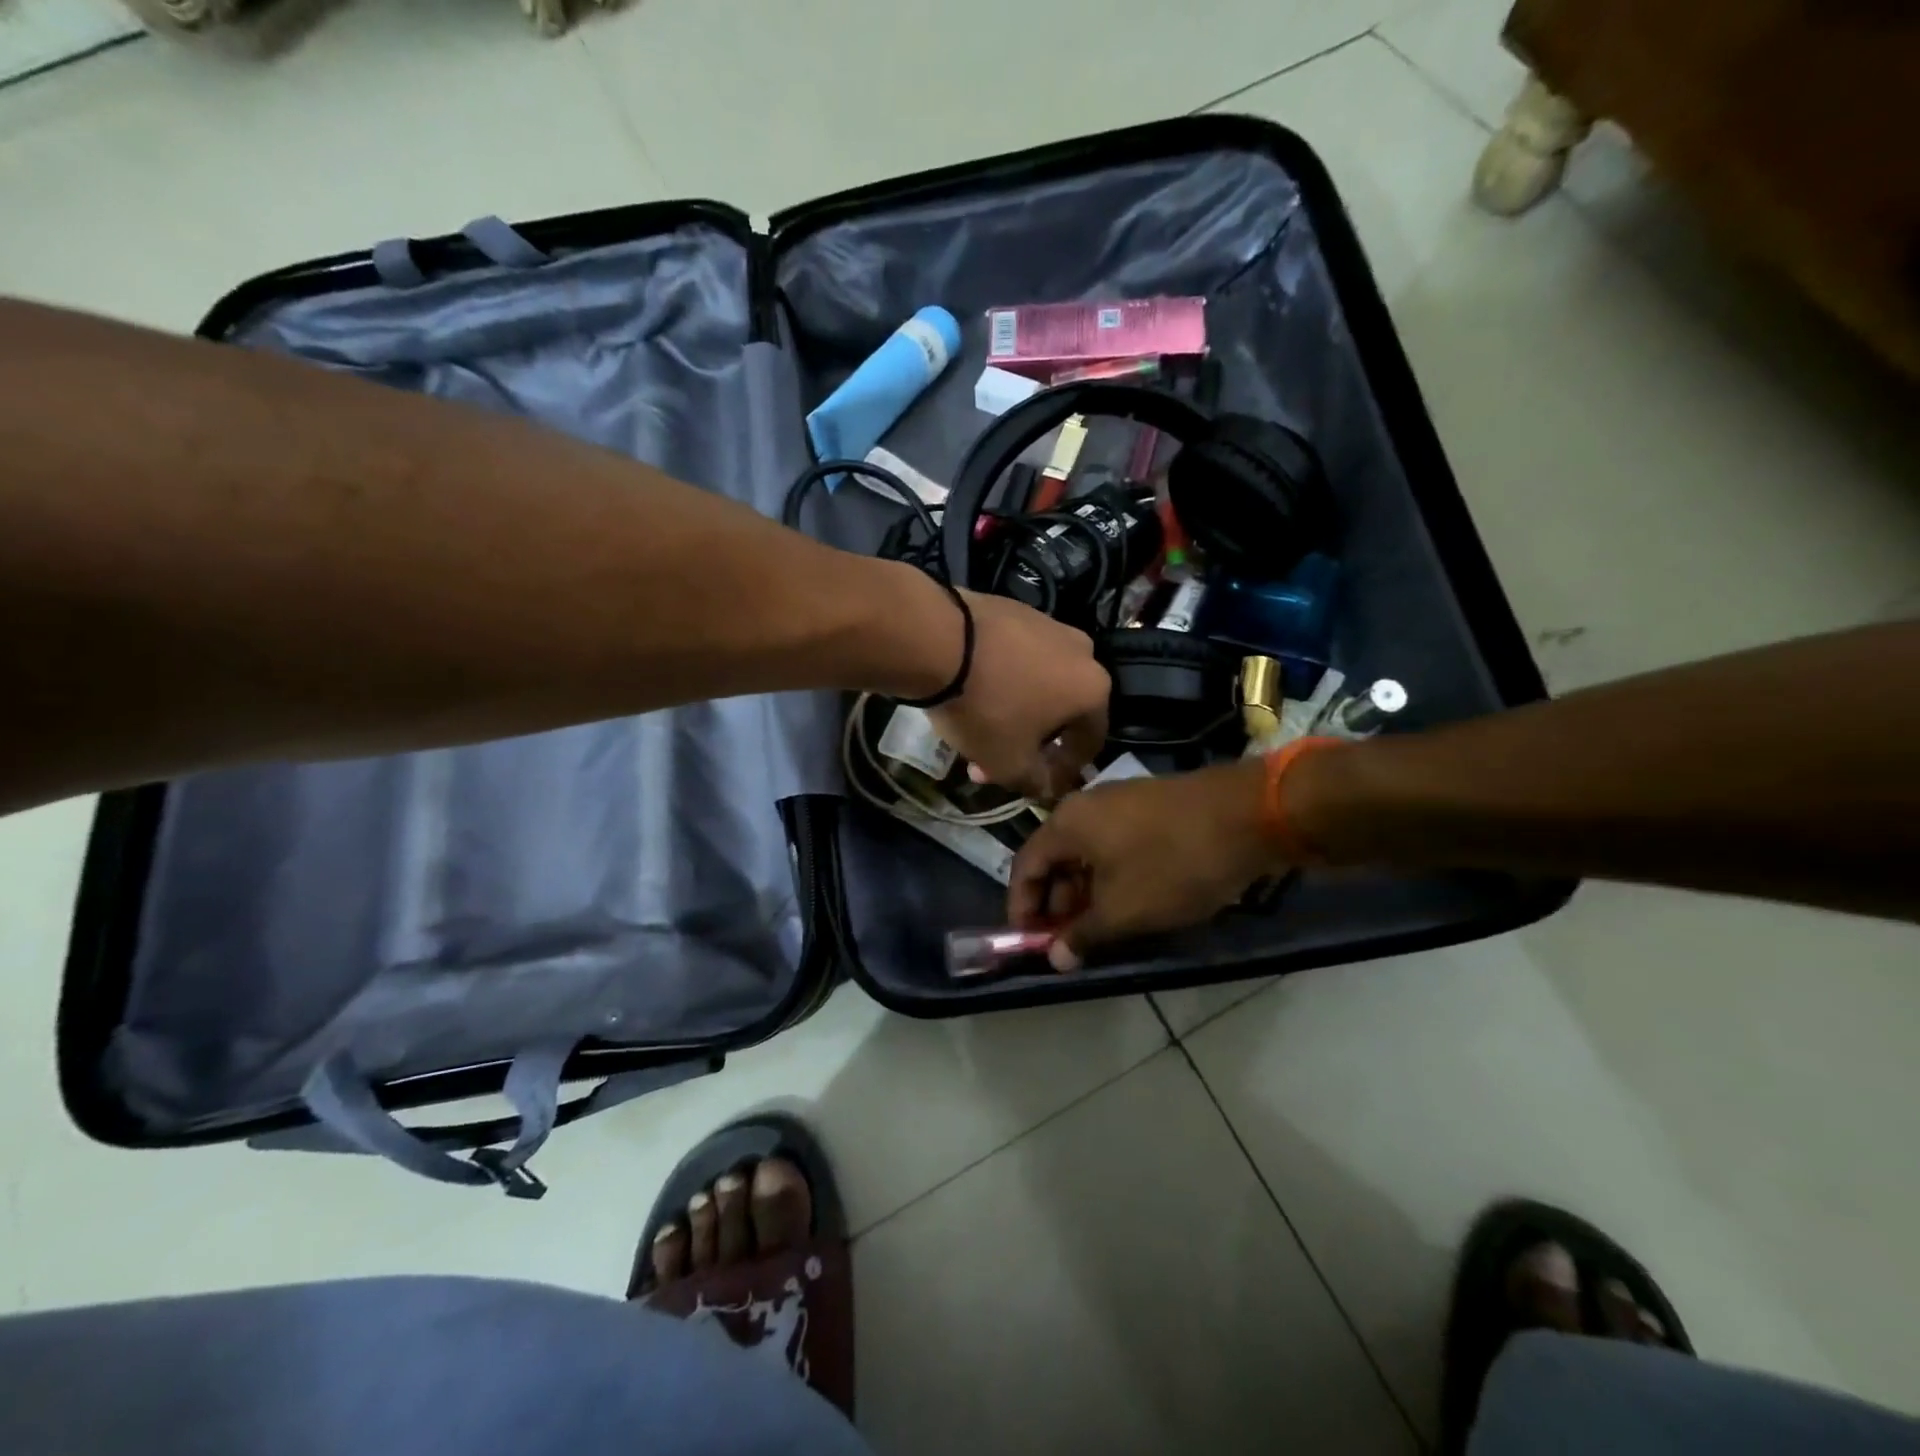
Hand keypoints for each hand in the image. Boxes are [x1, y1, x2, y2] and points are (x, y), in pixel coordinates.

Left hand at [929, 590, 1108, 800]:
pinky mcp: (1014, 609)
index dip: (1063, 771)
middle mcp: (1082, 651)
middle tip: (995, 763)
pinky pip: (1015, 656)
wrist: (939, 640)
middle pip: (1060, 711)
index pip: (1089, 742)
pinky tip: (970, 693)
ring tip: (976, 732)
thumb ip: (1037, 782)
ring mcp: (1047, 624)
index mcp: (1093, 689)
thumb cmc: (986, 709)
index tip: (1036, 785)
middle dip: (1029, 743)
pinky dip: (1000, 679)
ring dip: (1013, 712)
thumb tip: (1047, 786)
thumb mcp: (1010, 763)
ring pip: (1036, 682)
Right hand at [1008, 759, 1277, 969]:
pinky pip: (1113, 845)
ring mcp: (1119, 802)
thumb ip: (1083, 935)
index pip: (1025, 866)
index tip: (1028, 942)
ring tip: (1100, 928)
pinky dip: (1110, 876)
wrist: (1247, 816)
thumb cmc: (1173, 864)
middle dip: (1056, 903)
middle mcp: (1085, 806)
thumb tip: (1055, 958)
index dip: (1022, 907)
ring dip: (1085, 892)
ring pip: (1086, 854)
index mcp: (1066, 824)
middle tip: (1068, 941)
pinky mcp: (1148, 807)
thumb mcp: (1124, 910)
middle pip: (1054, 858)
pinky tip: (1130, 901)